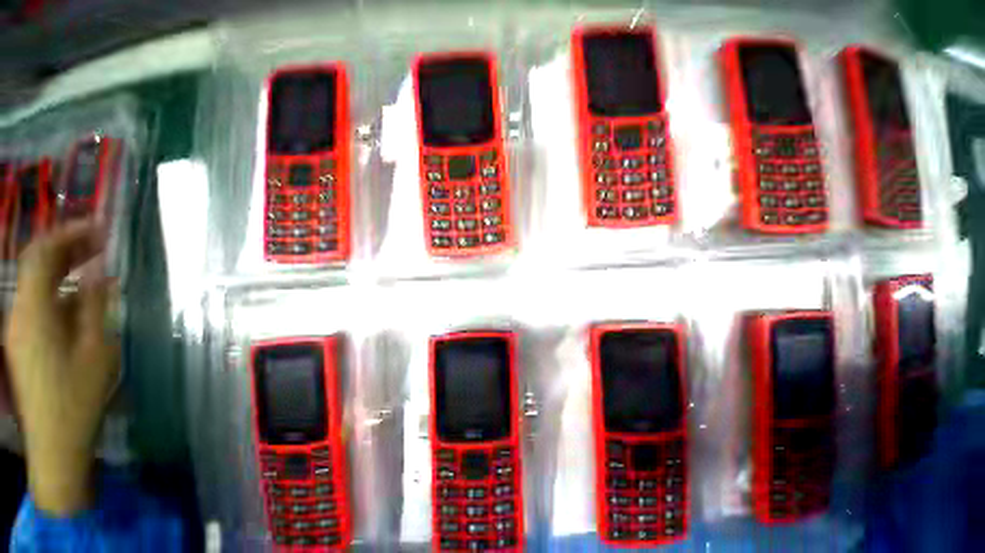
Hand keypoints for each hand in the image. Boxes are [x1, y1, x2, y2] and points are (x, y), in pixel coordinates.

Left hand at [5, 221, 119, 515]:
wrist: (56, 440)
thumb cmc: (78, 395)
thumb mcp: (97, 349)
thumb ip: (96, 306)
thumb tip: (100, 274)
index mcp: (34, 313)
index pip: (41, 256)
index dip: (67, 234)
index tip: (98, 225)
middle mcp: (19, 313)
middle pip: (36, 266)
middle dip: (67, 246)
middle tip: (102, 239)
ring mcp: (20, 328)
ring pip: (38, 284)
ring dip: (66, 267)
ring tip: (97, 262)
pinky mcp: (25, 341)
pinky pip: (42, 303)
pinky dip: (63, 290)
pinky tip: (86, 296)